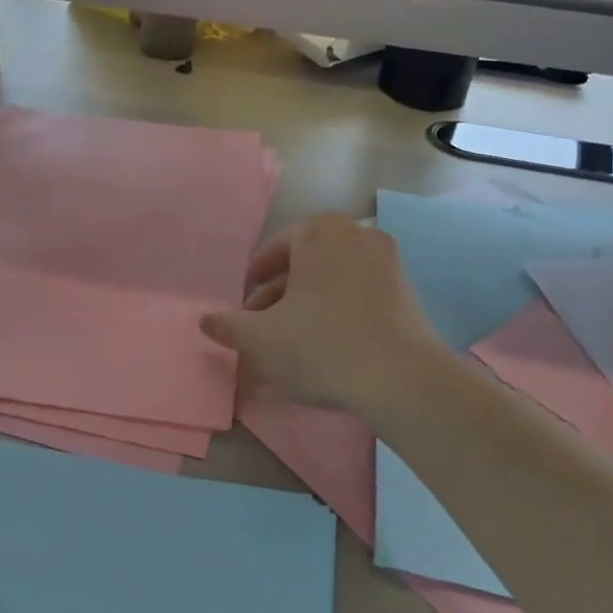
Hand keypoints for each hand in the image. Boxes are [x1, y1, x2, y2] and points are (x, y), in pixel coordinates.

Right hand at [200, 213, 451, 415]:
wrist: (402, 380)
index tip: (246, 303)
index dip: (256, 276)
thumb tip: (205, 321)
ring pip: (332, 279)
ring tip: (290, 341)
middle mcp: (356, 235)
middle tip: (262, 325)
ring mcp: (387, 262)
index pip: (276, 247)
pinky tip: (327, 345)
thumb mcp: (262, 339)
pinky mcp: (407, 292)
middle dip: (280, 294)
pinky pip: (359, 294)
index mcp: (319, 232)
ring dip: (307, 304)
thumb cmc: (321, 346)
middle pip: (305, 263)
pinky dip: (338, 311)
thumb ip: (229, 326)